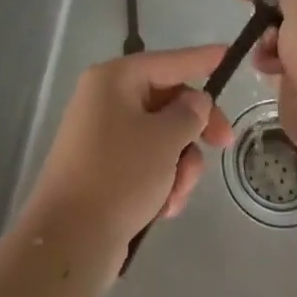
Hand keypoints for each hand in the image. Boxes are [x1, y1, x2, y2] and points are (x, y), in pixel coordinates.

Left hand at [21, 45, 235, 262]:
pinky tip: (163, 208)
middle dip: (194, 129)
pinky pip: (145, 164)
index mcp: (114, 80)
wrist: (69, 242)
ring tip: (176, 193)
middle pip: (167, 102)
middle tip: (224, 144)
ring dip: (179, 164)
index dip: (201, 59)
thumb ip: (189, 114)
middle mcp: (105, 100)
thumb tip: (195, 102)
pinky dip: (161, 182)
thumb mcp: (165, 139)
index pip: (168, 62)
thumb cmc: (120, 175)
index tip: (228, 54)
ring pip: (161, 138)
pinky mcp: (104, 171)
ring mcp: (102, 137)